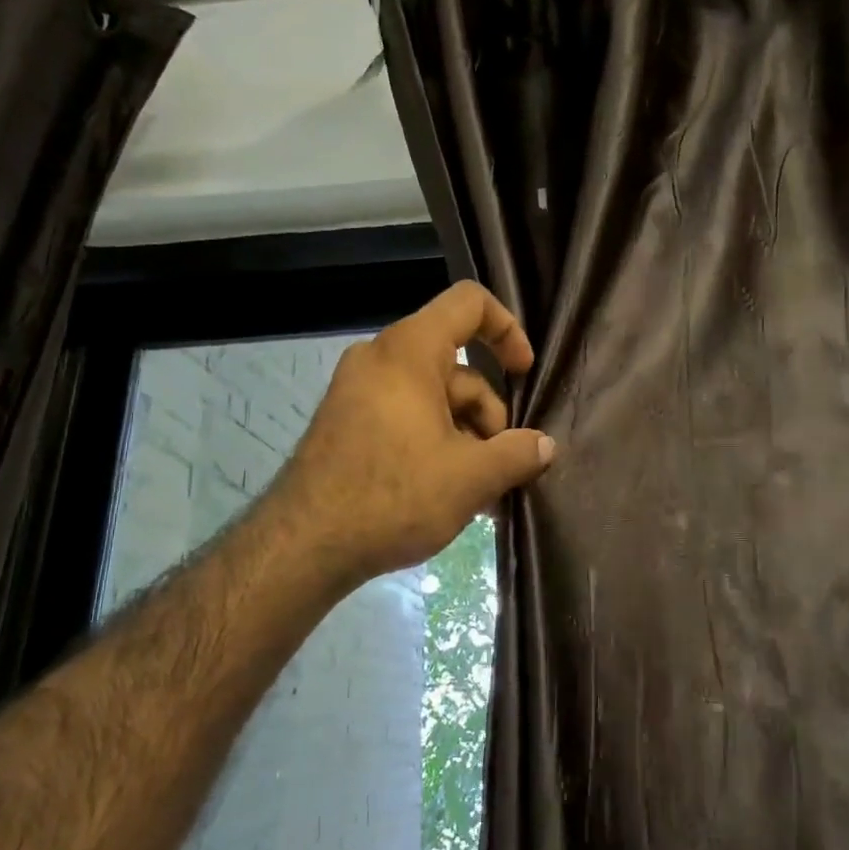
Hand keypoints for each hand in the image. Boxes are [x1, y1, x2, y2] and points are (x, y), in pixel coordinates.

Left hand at [275, 282, 554, 587]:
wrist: (303, 545)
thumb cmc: (393, 496)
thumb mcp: (470, 478)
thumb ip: (517, 454)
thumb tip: (545, 446)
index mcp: (408, 351)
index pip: (469, 304)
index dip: (507, 330)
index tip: (524, 374)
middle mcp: (379, 360)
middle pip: (457, 368)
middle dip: (489, 416)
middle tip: (505, 468)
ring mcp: (358, 392)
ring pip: (434, 399)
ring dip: (467, 440)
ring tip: (482, 496)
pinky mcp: (347, 424)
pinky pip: (406, 418)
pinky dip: (435, 445)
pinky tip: (451, 494)